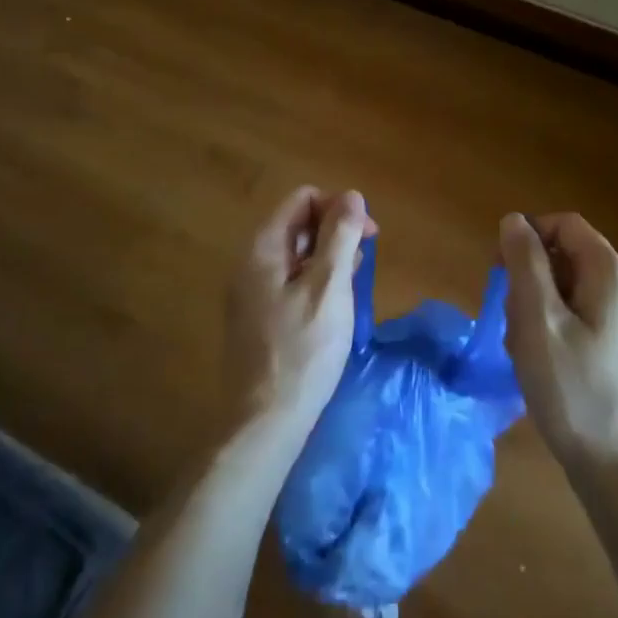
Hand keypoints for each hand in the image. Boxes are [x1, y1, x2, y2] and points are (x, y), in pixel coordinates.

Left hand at [226, 187, 375, 434]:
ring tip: (353, 286)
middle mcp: (250, 262)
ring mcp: (250, 292)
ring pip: (296, 255)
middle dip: (335, 233)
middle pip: (297, 224)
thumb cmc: (303, 350)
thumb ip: (340, 237)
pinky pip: (289, 282)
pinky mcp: (256, 318)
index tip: (367, 236)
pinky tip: (333, 307)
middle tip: (364, 263)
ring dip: (328, 259)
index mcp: (263, 248)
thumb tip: (352, 195)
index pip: (303, 199)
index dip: (338, 208)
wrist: (264, 421)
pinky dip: (315, 282)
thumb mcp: (329, 288)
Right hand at [500, 212, 617, 476]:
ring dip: (536, 306)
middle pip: (566, 255)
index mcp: (610, 274)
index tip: (499, 270)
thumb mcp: (537, 320)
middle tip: (510, 317)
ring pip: (568, 289)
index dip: (527, 235)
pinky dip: (553, 327)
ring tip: (523, 347)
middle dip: (529, 277)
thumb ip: (524, 263)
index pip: (564, 223)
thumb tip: (514, 220)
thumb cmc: (572, 389)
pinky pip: (579, 317)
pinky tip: (541, 363)